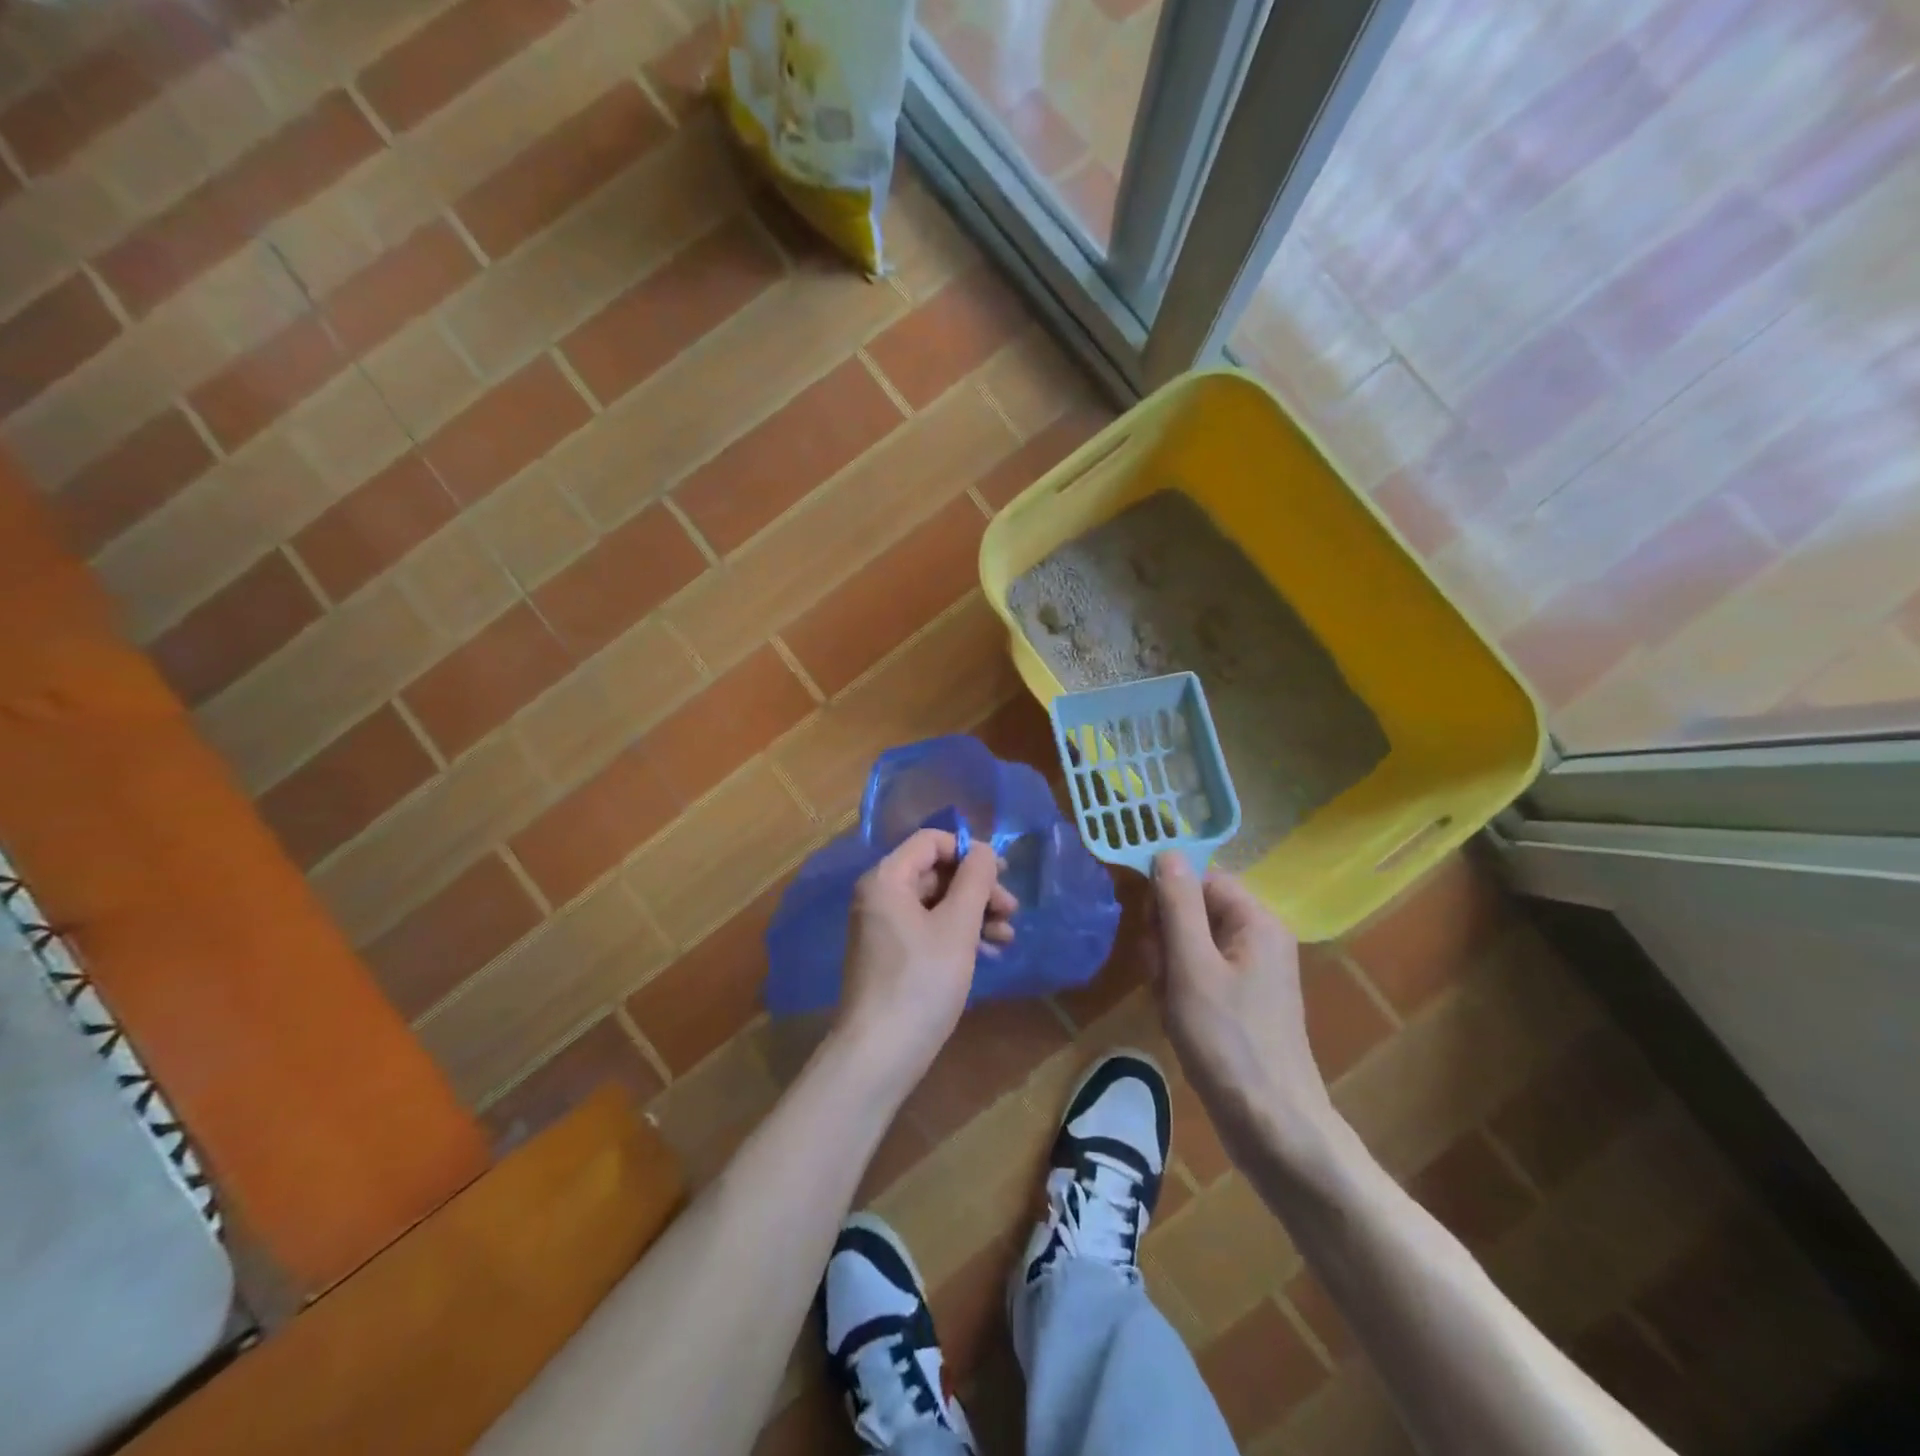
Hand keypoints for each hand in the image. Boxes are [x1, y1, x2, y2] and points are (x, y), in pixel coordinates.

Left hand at [834, 829, 1016, 1092]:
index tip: (1002, 874)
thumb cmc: (921, 982)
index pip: (931, 842)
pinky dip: (957, 936)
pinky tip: (987, 954)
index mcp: (887, 878)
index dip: (969, 852)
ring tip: (1007, 938)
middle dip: (977, 889)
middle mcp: (880, 896)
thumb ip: (975, 881)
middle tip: (1012, 912)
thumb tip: (984, 850)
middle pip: (936, 873)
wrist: (880, 1054)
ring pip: (936, 904)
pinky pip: (928, 930)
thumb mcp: (957, 927)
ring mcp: (883, 927)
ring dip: (974, 915)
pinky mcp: (891, 956)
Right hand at [1148, 853, 1336, 1172]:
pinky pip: (1200, 974)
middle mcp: (1259, 938)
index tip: (1149, 931)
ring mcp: (1252, 972)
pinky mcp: (1242, 1002)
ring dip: (1168, 967)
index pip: (1201, 878)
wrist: (1270, 1125)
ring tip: (1168, 1001)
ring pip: (1191, 944)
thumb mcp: (1191, 965)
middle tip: (1161, 974)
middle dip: (1166, 937)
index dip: (1168, 897)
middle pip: (1194, 910)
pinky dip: (1180, 989)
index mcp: (1256, 921)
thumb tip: (1166, 850)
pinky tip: (1175, 1015)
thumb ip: (1177, 904)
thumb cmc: (1227, 1040)